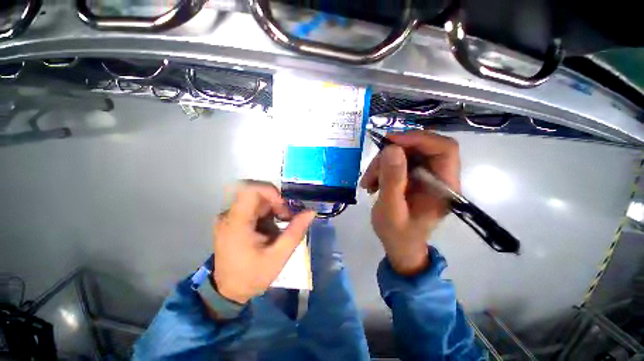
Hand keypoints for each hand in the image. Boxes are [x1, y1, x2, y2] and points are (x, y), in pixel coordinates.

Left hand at [212, 182, 315, 303]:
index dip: (271, 191)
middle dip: (277, 204)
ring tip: (282, 227)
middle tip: (289, 219)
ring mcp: (230, 217)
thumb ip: (295, 232)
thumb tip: (311, 212)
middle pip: (258, 195)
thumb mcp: (278, 257)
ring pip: (258, 201)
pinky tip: (272, 230)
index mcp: (236, 222)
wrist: (228, 291)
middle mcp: (229, 215)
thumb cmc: (252, 276)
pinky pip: (254, 208)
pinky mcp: (234, 220)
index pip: (250, 190)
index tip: (285, 205)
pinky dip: (268, 214)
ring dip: (274, 210)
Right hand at [360, 131, 460, 275]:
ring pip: (405, 154)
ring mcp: (425, 176)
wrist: (399, 245)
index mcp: (444, 186)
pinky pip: (397, 162)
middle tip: (372, 170)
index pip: (444, 149)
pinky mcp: (413, 177)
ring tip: (368, 182)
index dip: (419, 139)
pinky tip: (372, 182)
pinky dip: (381, 168)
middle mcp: (439, 177)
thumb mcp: (390, 209)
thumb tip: (392, 149)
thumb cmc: (397, 233)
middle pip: (421, 148)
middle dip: (391, 155)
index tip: (390, 142)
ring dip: (382, 164)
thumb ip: (393, 180)